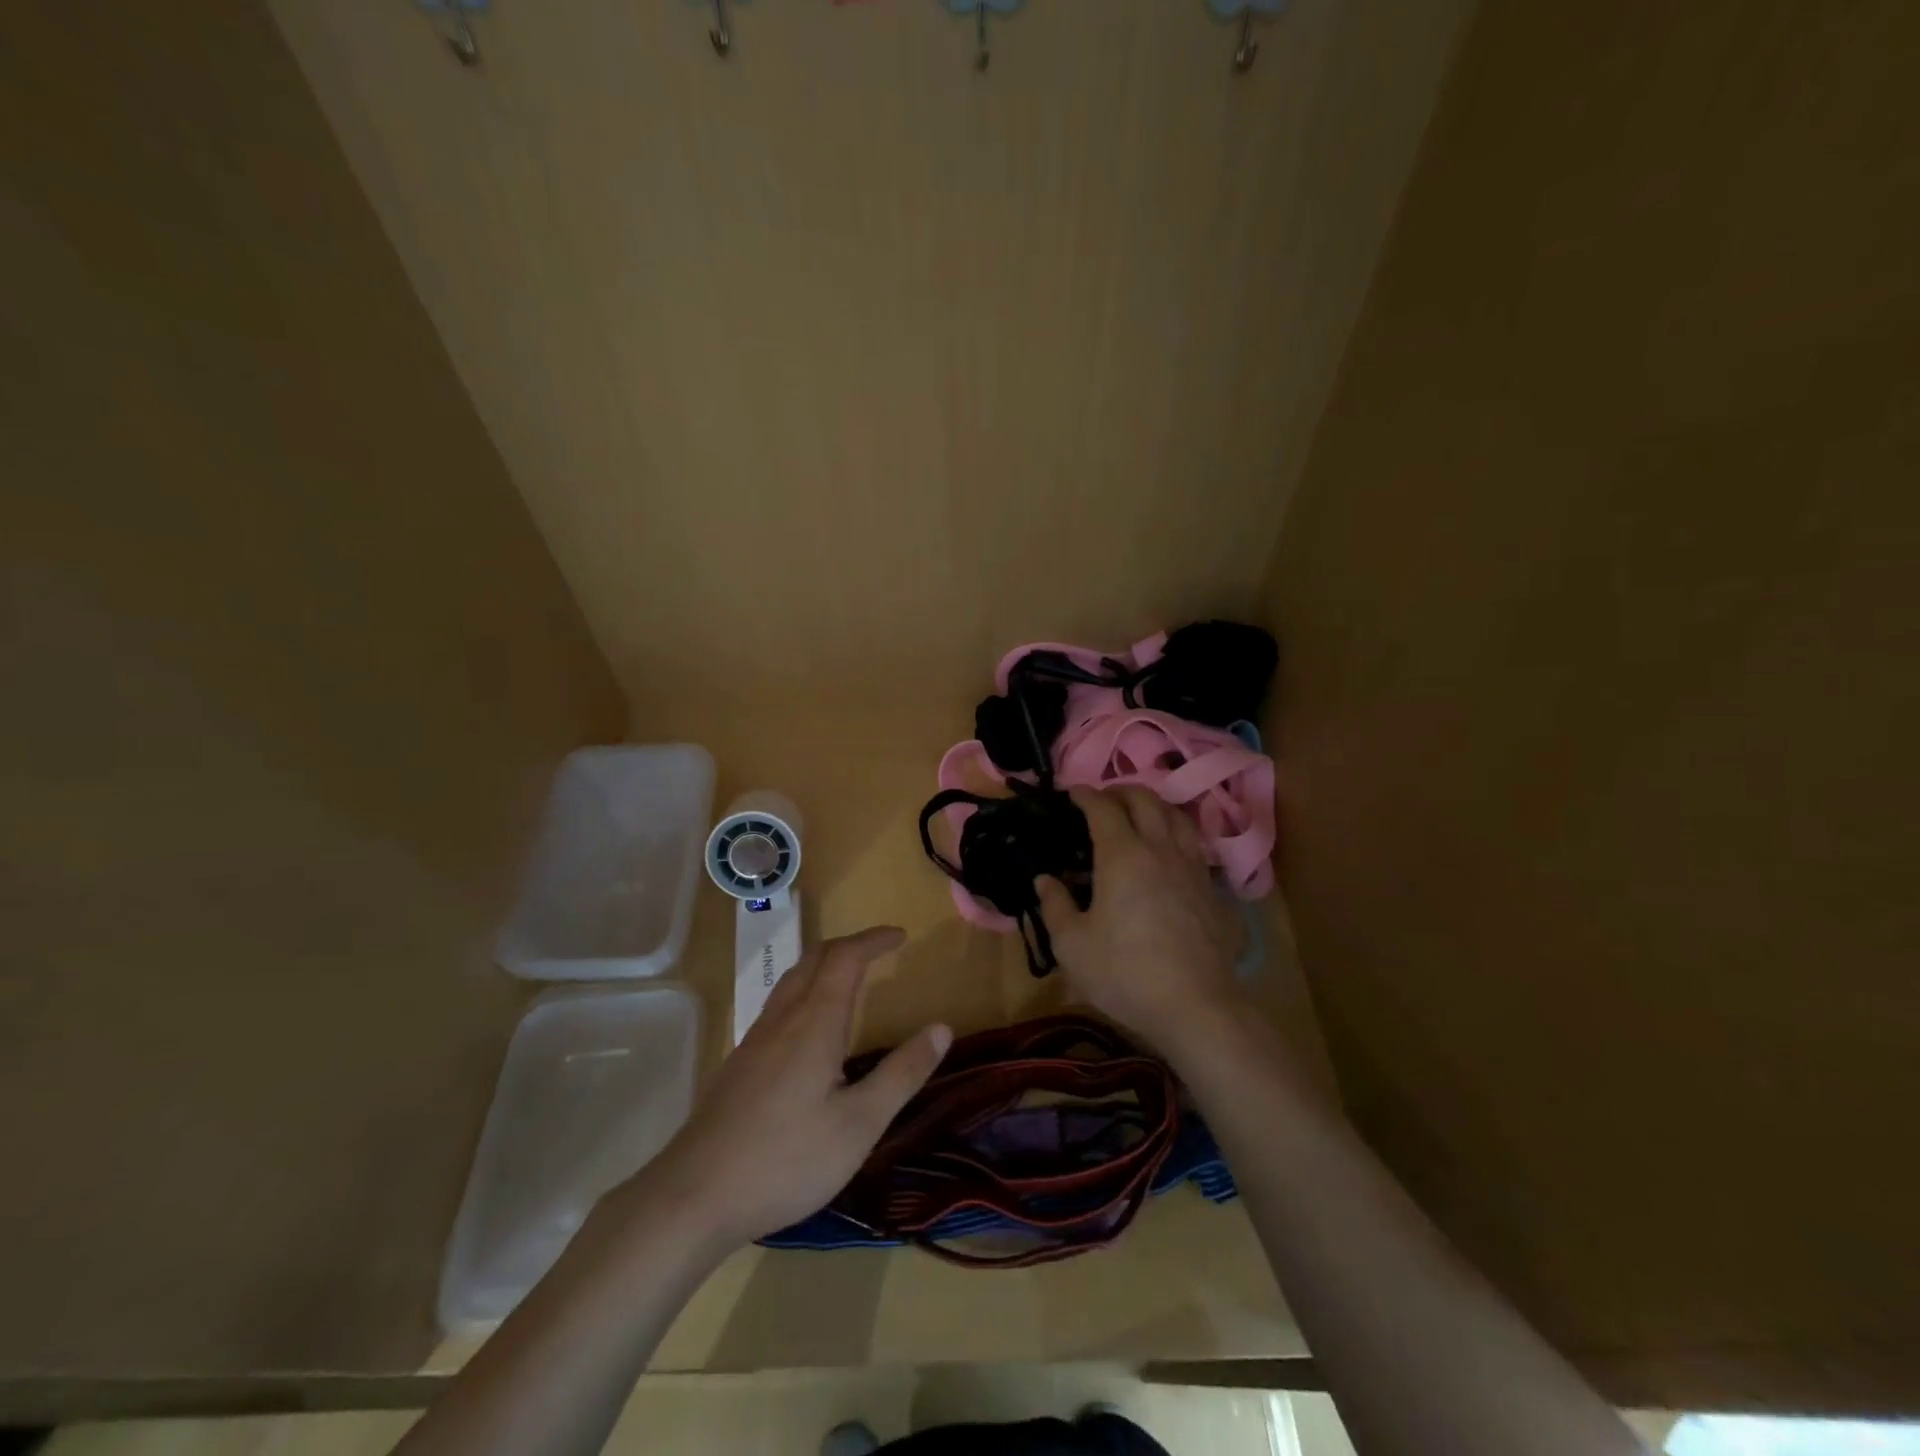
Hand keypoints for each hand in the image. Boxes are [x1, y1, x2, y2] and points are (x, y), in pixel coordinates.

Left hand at [632, 926, 950, 1253]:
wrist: (693, 1196)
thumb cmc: (786, 1159)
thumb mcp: (859, 1124)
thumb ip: (902, 1074)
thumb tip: (942, 1028)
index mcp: (815, 1022)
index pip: (846, 958)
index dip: (874, 939)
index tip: (901, 936)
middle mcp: (783, 1018)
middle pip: (815, 958)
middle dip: (850, 945)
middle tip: (880, 951)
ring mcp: (755, 1039)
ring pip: (792, 979)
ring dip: (825, 965)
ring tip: (851, 978)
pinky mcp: (739, 1063)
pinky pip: (778, 1004)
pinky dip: (806, 990)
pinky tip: (810, 1028)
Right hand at [1035, 786, 1247, 1063]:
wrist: (1196, 1006)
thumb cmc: (1124, 973)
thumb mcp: (1072, 945)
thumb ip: (1055, 905)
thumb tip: (1045, 879)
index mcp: (1122, 855)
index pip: (1103, 807)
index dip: (1085, 794)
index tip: (1071, 793)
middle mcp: (1161, 850)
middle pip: (1145, 800)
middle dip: (1121, 791)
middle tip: (1103, 800)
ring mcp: (1193, 868)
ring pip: (1178, 817)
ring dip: (1155, 807)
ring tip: (1140, 817)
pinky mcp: (1214, 891)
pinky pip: (1196, 847)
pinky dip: (1178, 837)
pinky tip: (1170, 857)